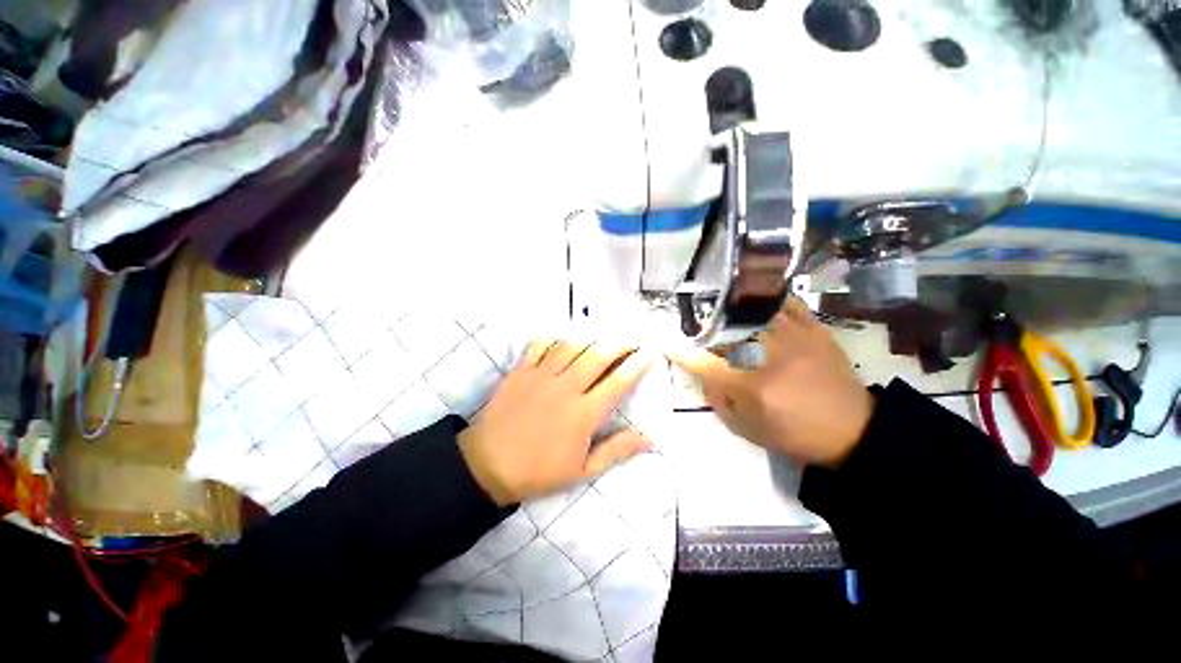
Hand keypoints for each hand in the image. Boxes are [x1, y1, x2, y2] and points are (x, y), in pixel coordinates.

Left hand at [458, 341, 653, 505]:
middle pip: (598, 355)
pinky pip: (540, 345)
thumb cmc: (539, 471)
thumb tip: (649, 439)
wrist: (488, 465)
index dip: (637, 364)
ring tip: (603, 336)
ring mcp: (542, 375)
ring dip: (591, 338)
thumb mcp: (582, 471)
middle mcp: (566, 387)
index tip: (649, 351)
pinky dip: (554, 338)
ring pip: (572, 346)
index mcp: (584, 413)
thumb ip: (616, 451)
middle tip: (631, 338)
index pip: (618, 381)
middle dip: (619, 343)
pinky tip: (564, 338)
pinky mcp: (521, 370)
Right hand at [670, 297, 873, 467]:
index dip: (681, 353)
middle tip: (697, 328)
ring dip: (731, 310)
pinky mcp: (815, 330)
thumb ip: (718, 400)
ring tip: (720, 309)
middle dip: (705, 329)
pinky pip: (787, 303)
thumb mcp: (747, 429)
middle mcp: (769, 356)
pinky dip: (768, 298)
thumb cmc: (795, 435)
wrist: (854, 431)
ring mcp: (794, 338)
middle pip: (725, 332)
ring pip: (752, 312)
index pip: (704, 364)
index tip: (667, 345)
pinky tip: (756, 300)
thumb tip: (703, 374)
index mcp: (751, 386)